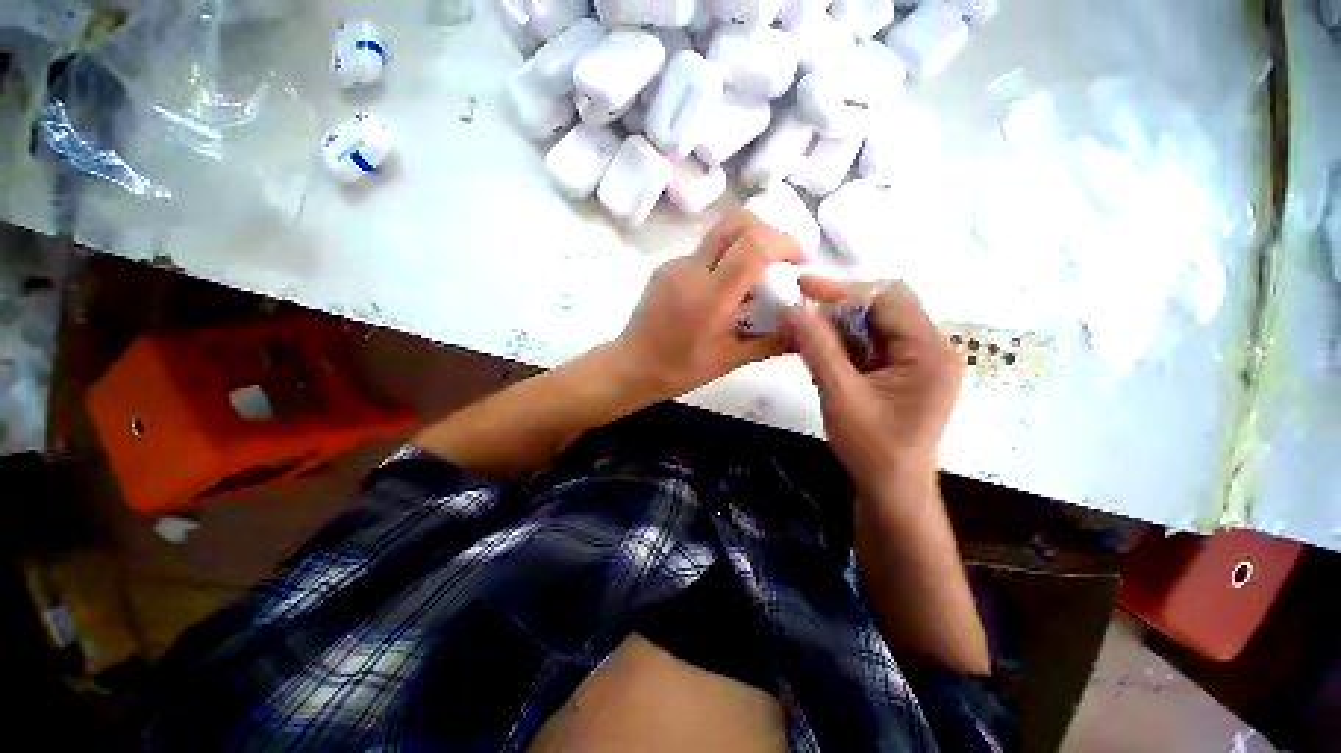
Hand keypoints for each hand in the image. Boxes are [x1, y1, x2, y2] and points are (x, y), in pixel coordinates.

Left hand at [612, 210, 803, 401]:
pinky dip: (724, 260)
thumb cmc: (680, 370)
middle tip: (781, 259)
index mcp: (709, 297)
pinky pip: (703, 252)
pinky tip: (724, 290)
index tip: (800, 260)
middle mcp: (690, 270)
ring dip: (746, 245)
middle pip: (735, 221)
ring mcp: (674, 264)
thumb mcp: (729, 360)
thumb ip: (771, 342)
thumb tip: (806, 331)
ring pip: (720, 234)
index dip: (784, 243)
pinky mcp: (666, 266)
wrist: (631, 366)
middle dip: (768, 230)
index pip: (753, 246)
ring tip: (754, 280)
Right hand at [781, 279, 961, 492]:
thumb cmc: (872, 448)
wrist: (891, 491)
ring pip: (871, 327)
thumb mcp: (841, 395)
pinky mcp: (900, 375)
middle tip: (799, 316)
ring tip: (802, 336)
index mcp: (929, 351)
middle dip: (838, 310)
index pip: (889, 299)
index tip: (802, 288)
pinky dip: (842, 347)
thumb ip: (817, 349)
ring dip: (836, 329)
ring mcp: (916, 363)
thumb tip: (791, 309)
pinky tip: (818, 355)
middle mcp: (930, 350)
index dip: (844, 290)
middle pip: (882, 309)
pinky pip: (869, 347)